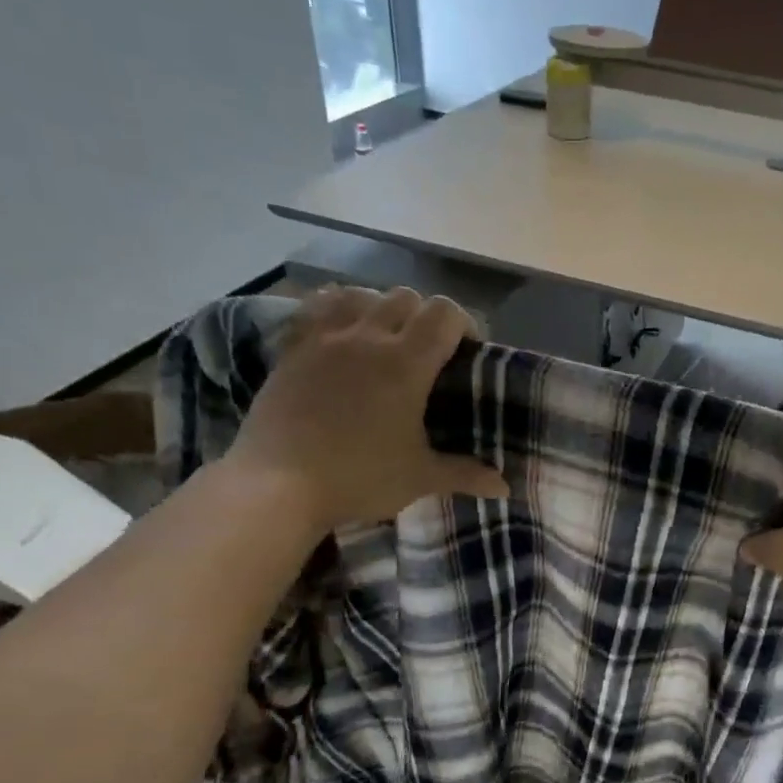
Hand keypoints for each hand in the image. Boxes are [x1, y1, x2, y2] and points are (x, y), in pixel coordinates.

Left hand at [224, 286, 508, 530]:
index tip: (467, 350)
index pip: (445, 313)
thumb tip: (505, 488)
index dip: (463, 323)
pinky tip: (340, 331)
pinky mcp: (292, 348)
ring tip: (384, 338)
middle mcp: (368, 337)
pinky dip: (336, 308)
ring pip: (362, 294)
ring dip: (381, 307)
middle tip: (427, 351)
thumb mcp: (419, 477)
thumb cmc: (358, 477)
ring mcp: (325, 338)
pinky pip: (318, 306)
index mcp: (406, 363)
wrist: (277, 484)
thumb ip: (465, 474)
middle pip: (406, 297)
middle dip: (424, 316)